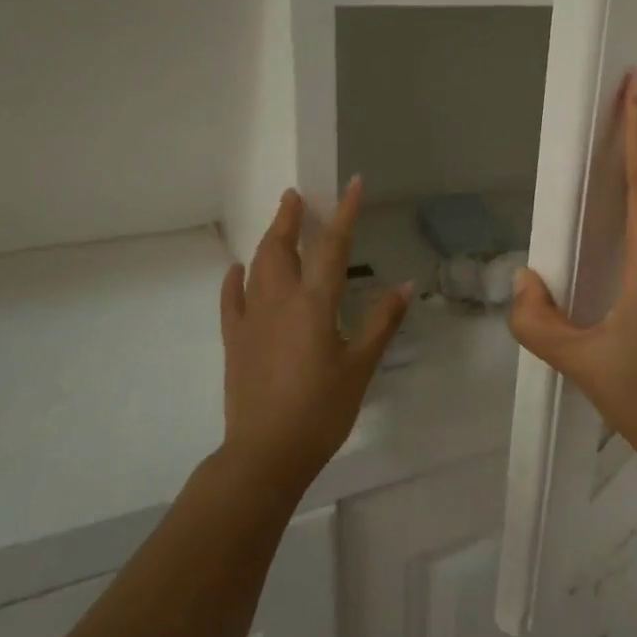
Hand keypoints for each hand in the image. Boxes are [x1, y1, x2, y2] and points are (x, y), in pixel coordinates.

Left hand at [219, 179, 410, 488]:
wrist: (267, 452)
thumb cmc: (322, 409)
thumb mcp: (361, 366)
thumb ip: (382, 321)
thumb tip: (405, 285)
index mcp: (314, 304)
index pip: (332, 247)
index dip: (344, 212)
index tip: (352, 183)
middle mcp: (279, 302)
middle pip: (282, 248)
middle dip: (289, 218)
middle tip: (295, 196)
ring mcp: (251, 320)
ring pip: (256, 267)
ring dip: (268, 240)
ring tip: (277, 223)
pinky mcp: (235, 341)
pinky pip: (232, 300)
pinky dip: (236, 279)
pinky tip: (237, 270)